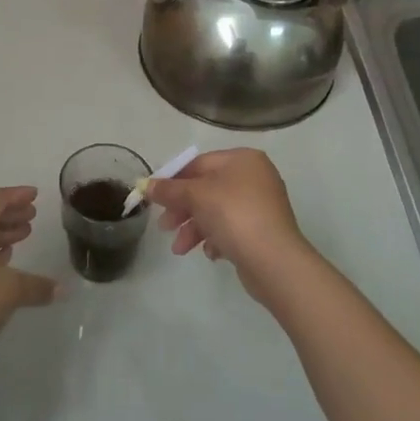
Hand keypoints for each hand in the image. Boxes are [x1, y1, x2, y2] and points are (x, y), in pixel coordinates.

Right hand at [149, 148, 312, 302]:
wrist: (274, 261)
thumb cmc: (234, 215)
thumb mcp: (196, 196)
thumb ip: (169, 189)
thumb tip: (145, 185)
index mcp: (242, 159)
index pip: (198, 163)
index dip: (173, 180)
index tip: (155, 199)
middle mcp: (255, 177)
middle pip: (206, 188)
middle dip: (182, 209)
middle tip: (165, 227)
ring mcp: (261, 205)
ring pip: (217, 211)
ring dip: (194, 228)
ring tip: (180, 249)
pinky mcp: (263, 231)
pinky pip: (231, 229)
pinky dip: (216, 238)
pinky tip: (210, 253)